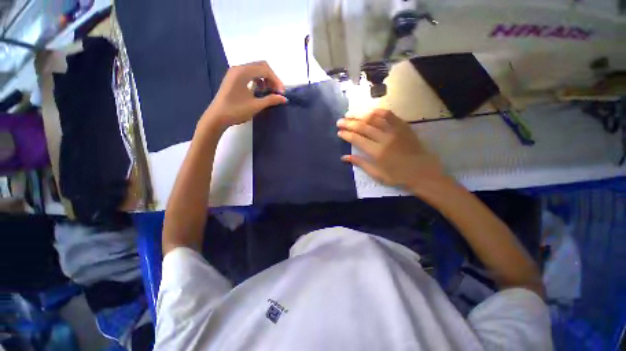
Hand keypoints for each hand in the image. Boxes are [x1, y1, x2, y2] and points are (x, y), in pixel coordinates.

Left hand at [203, 61, 286, 127]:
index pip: (265, 69)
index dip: (276, 80)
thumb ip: (271, 100)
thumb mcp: (255, 105)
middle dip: (272, 78)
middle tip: (277, 92)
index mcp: (243, 72)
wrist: (217, 117)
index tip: (281, 93)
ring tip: (269, 92)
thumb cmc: (236, 111)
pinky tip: (259, 91)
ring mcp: (234, 72)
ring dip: (265, 79)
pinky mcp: (233, 78)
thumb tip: (284, 99)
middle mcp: (239, 68)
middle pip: (261, 66)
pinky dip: (257, 80)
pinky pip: (249, 74)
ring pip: (255, 69)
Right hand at [337, 109, 444, 188]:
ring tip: (350, 114)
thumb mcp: (377, 174)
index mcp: (377, 152)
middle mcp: (384, 139)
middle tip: (340, 121)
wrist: (423, 173)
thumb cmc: (399, 177)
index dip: (346, 135)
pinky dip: (378, 112)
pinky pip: (390, 115)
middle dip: (349, 123)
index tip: (339, 132)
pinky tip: (370, 111)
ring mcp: (395, 131)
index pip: (357, 139)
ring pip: (374, 118)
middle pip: (363, 127)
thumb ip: (361, 163)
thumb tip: (344, 157)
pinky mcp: (403, 127)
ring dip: (360, 115)